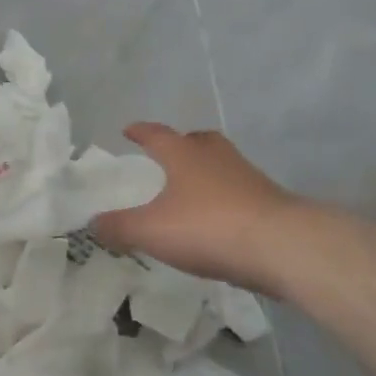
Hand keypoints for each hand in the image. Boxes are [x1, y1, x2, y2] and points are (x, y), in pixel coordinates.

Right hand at [93, 123, 299, 294]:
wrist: (283, 245)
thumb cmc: (208, 226)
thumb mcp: (151, 230)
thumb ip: (119, 226)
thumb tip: (93, 222)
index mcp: (184, 154)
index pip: (156, 134)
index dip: (140, 132)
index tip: (128, 130)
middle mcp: (216, 156)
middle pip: (196, 142)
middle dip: (180, 146)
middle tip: (168, 156)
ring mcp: (247, 176)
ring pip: (221, 166)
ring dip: (205, 174)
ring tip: (190, 193)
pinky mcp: (270, 202)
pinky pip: (238, 193)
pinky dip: (224, 201)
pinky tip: (218, 222)